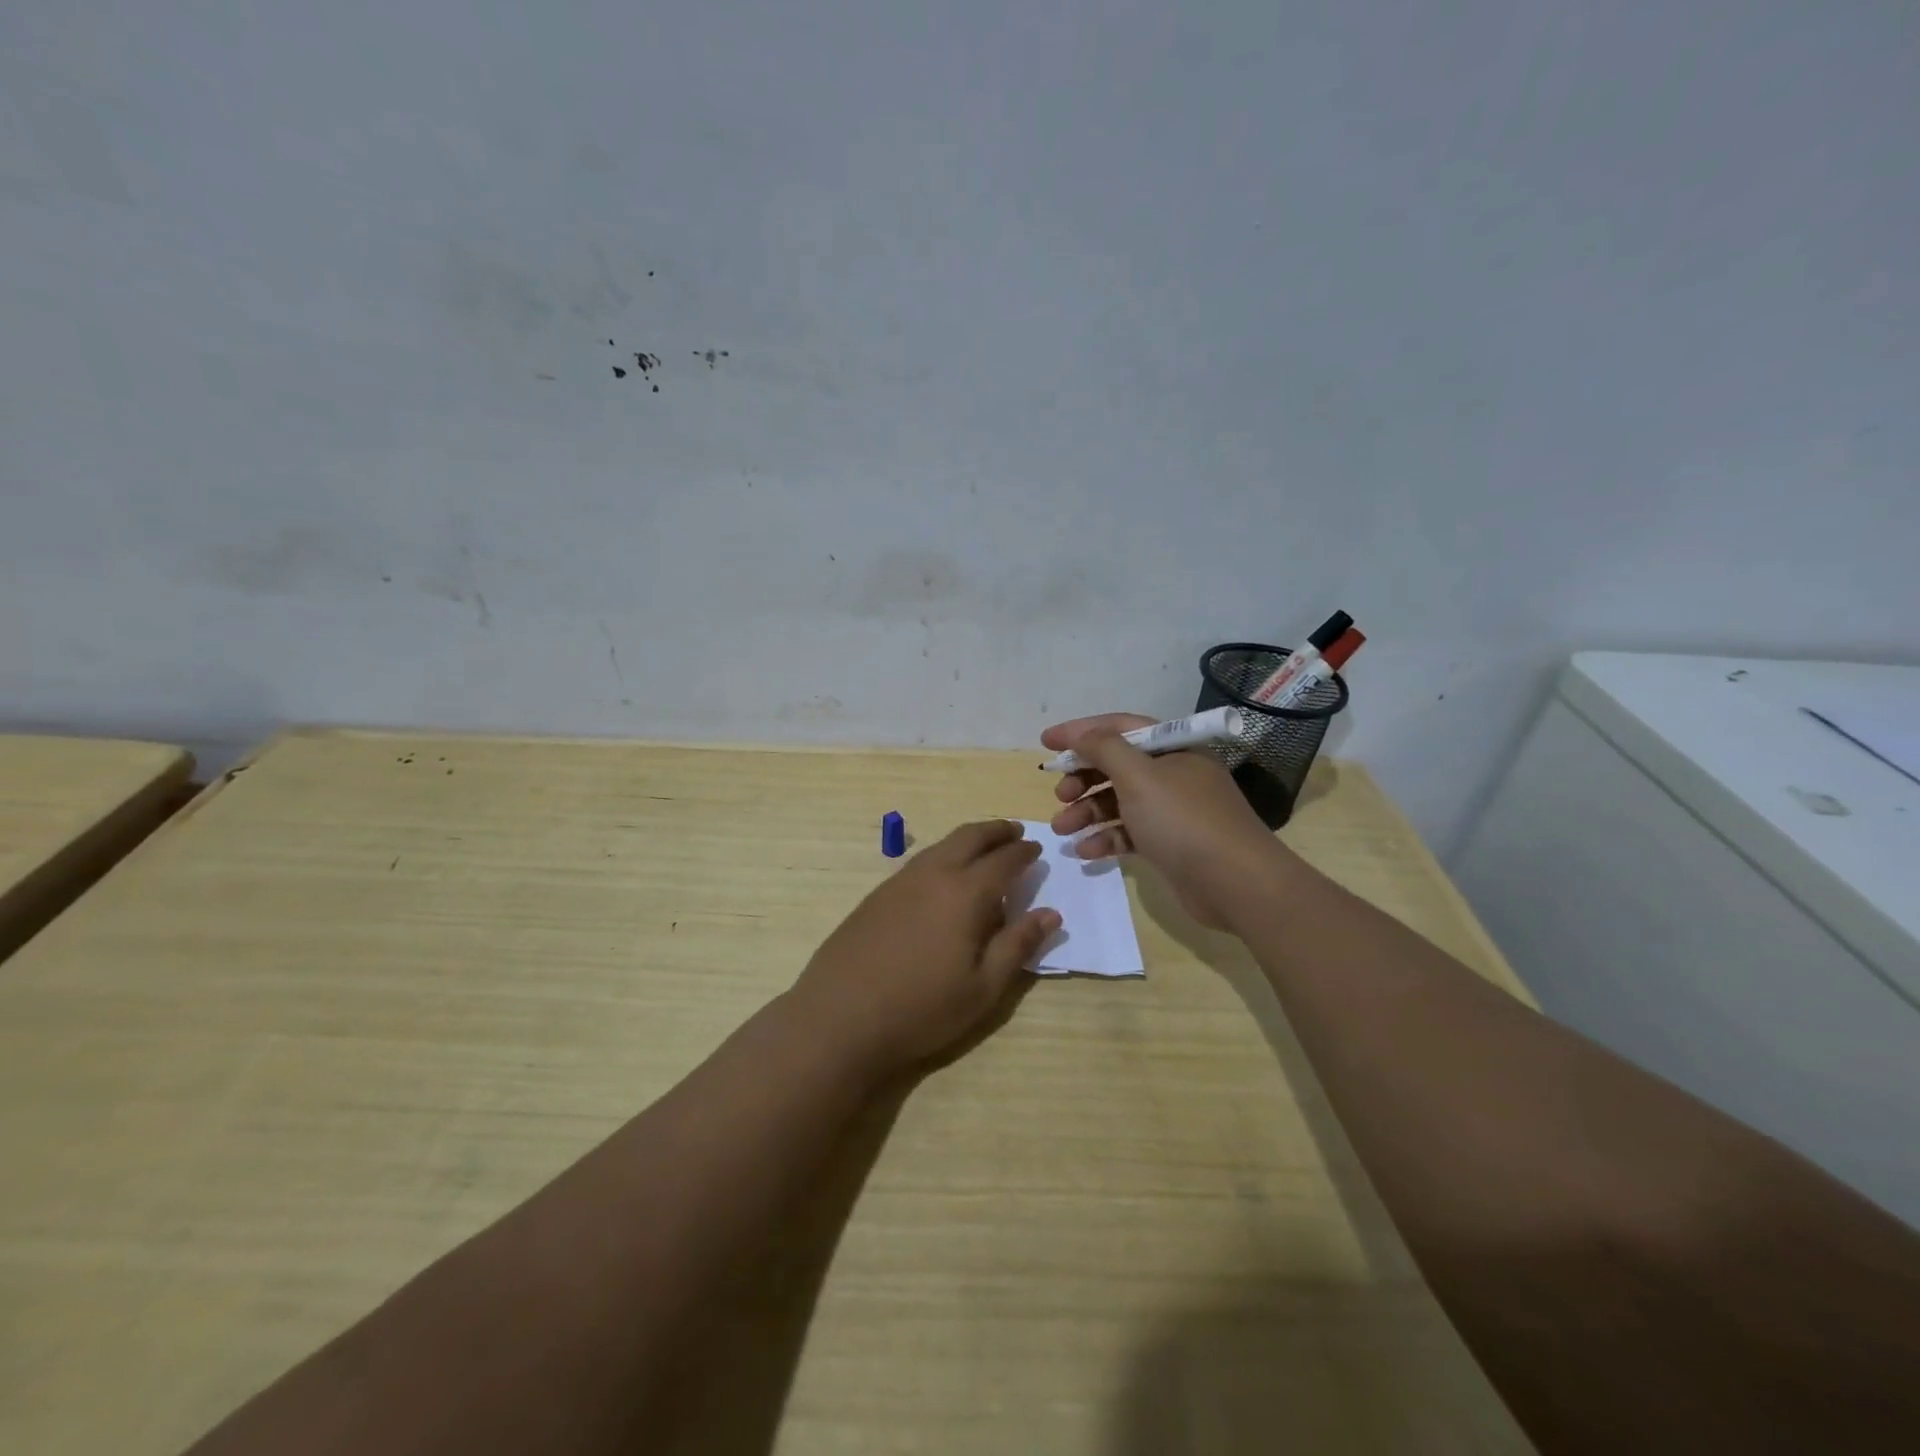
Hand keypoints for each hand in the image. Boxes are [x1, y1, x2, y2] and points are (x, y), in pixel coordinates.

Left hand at [790, 821, 1060, 1077]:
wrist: (840, 1017)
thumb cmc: (921, 1008)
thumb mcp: (983, 988)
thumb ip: (1018, 946)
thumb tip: (1050, 913)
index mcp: (965, 893)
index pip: (1003, 860)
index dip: (1023, 852)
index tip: (1037, 849)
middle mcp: (933, 874)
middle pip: (969, 837)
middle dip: (996, 830)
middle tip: (1014, 831)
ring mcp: (899, 881)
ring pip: (941, 845)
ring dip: (968, 839)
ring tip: (983, 848)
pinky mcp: (876, 895)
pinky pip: (920, 861)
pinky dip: (942, 855)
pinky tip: (943, 876)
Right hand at [1042, 713, 1280, 927]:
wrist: (1236, 883)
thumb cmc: (1184, 820)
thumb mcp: (1139, 776)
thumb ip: (1104, 749)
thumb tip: (1080, 734)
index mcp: (1173, 748)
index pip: (1119, 728)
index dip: (1080, 732)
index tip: (1045, 742)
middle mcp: (1174, 773)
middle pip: (1117, 766)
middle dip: (1083, 778)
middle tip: (1059, 794)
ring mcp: (1173, 810)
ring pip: (1120, 801)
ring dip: (1088, 812)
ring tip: (1062, 829)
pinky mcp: (1170, 843)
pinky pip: (1130, 832)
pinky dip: (1107, 838)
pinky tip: (1087, 852)